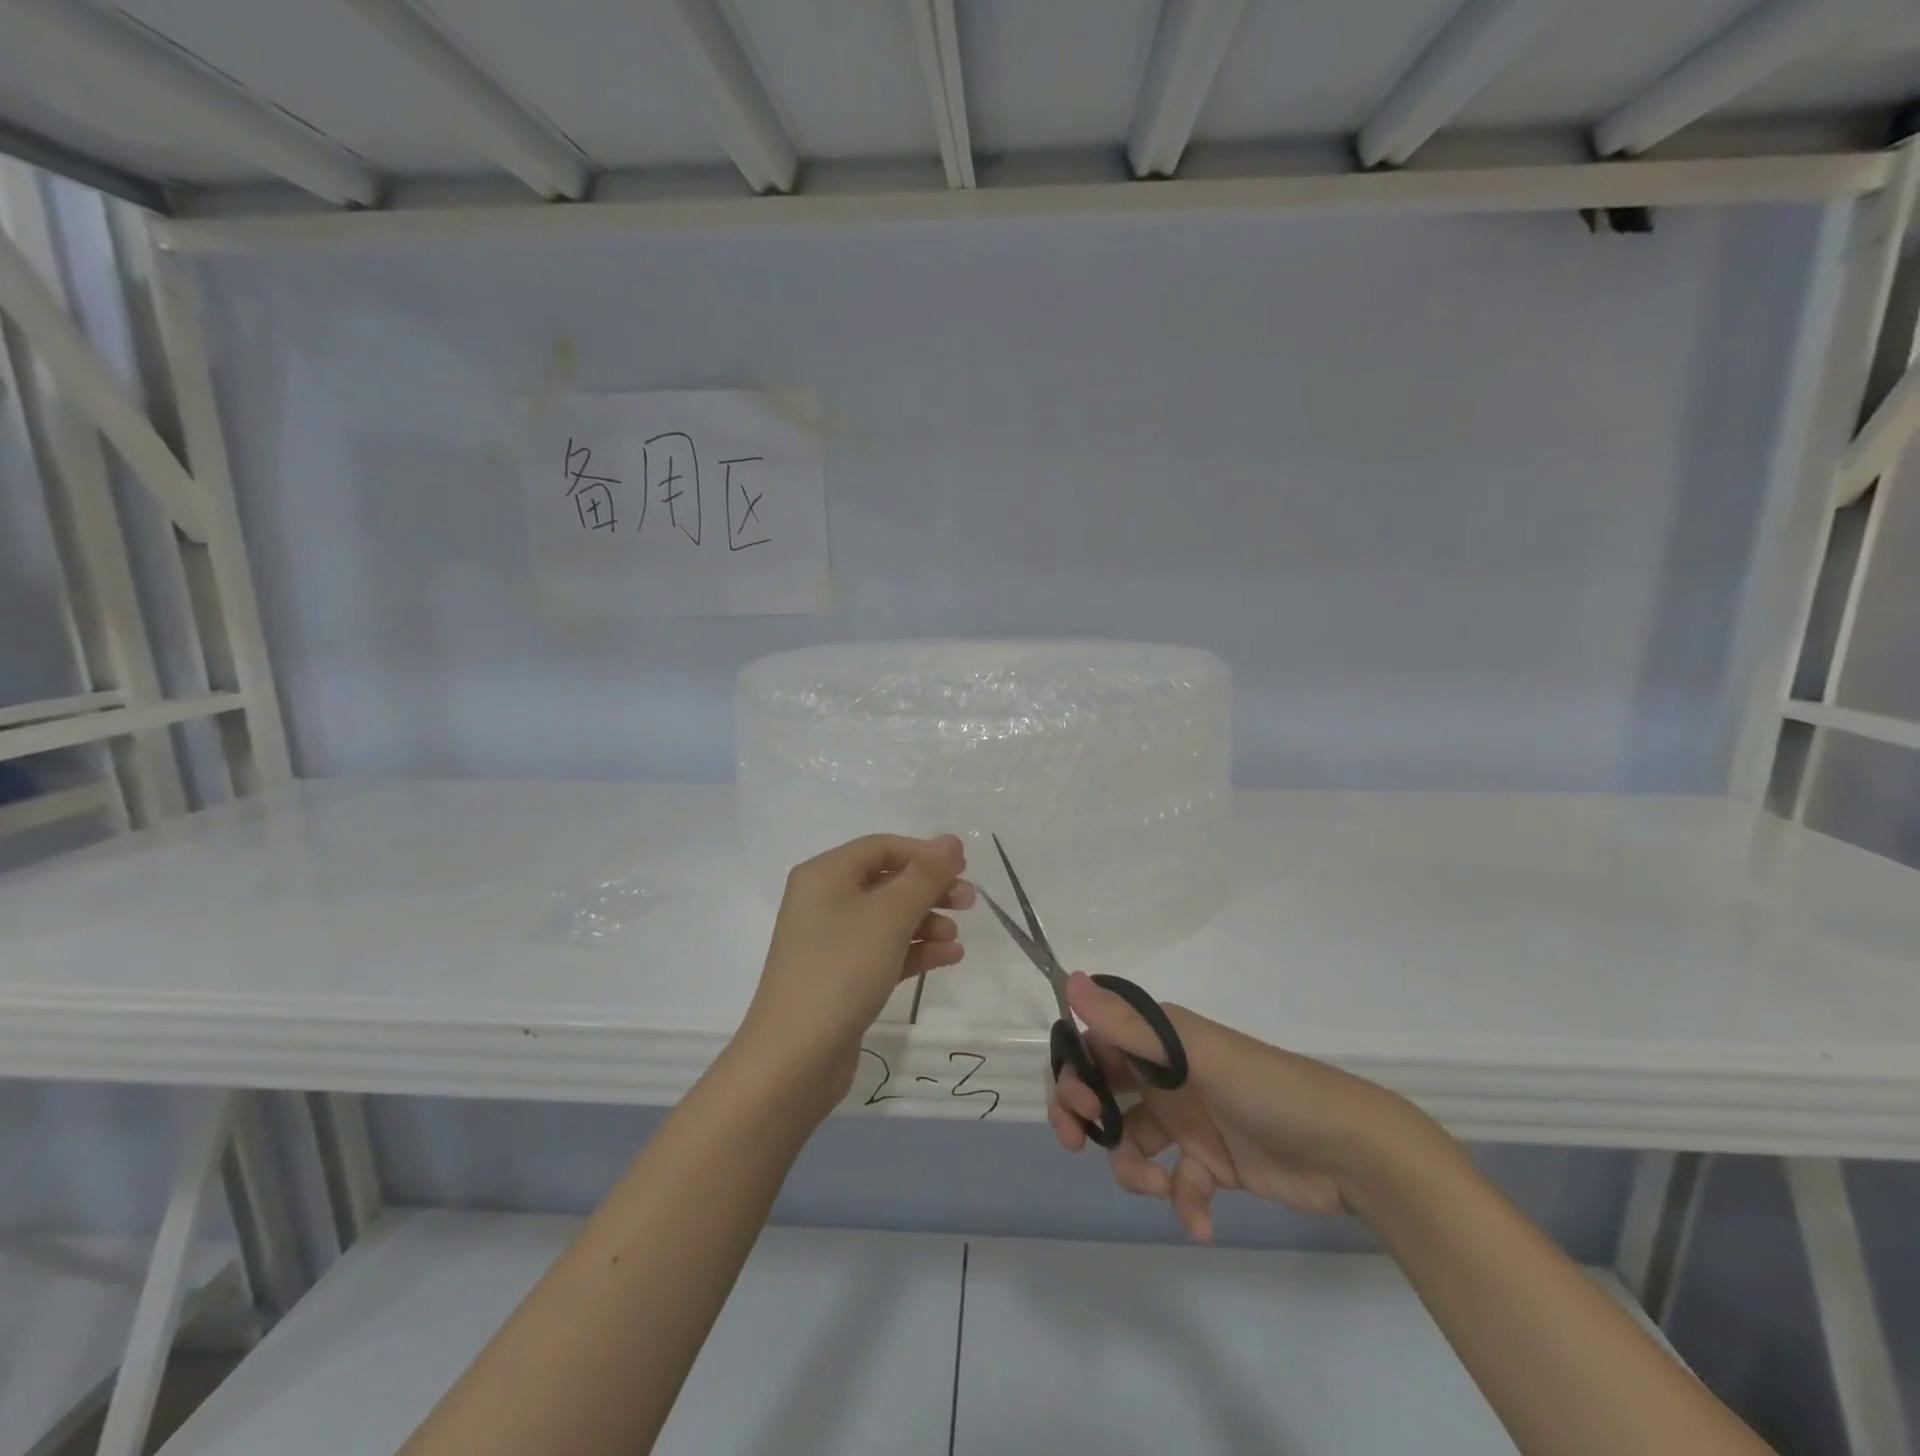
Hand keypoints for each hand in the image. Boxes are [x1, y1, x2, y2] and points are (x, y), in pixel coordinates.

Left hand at [738, 834, 974, 1110]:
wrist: (795, 1057)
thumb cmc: (842, 969)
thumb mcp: (889, 915)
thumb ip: (925, 875)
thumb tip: (951, 841)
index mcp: (825, 875)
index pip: (881, 847)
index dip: (924, 853)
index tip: (964, 868)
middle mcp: (824, 901)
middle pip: (887, 881)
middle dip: (930, 889)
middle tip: (969, 902)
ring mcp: (831, 942)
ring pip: (888, 918)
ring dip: (926, 922)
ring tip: (956, 938)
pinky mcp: (842, 977)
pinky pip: (884, 950)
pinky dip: (915, 950)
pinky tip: (949, 958)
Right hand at [1050, 972, 1437, 1240]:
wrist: (1349, 1150)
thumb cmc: (1266, 1088)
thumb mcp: (1195, 1054)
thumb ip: (1130, 1025)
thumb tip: (1070, 980)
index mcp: (1160, 1040)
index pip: (1096, 1045)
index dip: (1075, 1071)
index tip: (1080, 1104)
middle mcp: (1167, 1074)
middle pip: (1104, 1090)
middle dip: (1085, 1117)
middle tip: (1078, 1143)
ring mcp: (1189, 1120)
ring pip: (1132, 1142)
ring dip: (1133, 1169)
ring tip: (1158, 1186)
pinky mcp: (1211, 1163)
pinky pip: (1177, 1183)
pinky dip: (1182, 1203)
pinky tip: (1200, 1219)